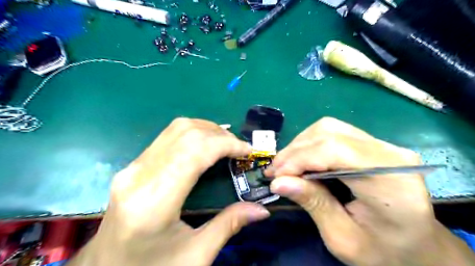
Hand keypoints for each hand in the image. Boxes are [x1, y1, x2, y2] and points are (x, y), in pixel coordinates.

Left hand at [70, 118, 269, 265]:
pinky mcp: (133, 166)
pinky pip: (168, 137)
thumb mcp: (196, 256)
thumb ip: (229, 226)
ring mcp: (132, 168)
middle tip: (239, 148)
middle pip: (185, 134)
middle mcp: (139, 176)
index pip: (194, 153)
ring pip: (175, 129)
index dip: (226, 144)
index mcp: (154, 202)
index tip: (248, 151)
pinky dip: (193, 135)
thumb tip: (262, 210)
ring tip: (226, 144)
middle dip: (219, 134)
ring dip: (206, 130)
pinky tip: (206, 146)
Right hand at [265, 117, 474, 265]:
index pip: (335, 150)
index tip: (277, 176)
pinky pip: (334, 133)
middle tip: (276, 172)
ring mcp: (383, 145)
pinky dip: (311, 144)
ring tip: (286, 166)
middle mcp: (389, 153)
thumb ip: (313, 205)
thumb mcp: (343, 239)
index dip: (300, 158)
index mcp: (390, 181)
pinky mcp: (373, 144)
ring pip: (329, 128)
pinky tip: (302, 160)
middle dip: (295, 151)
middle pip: (329, 133)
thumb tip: (279, 182)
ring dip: (301, 145)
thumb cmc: (384, 251)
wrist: (418, 246)